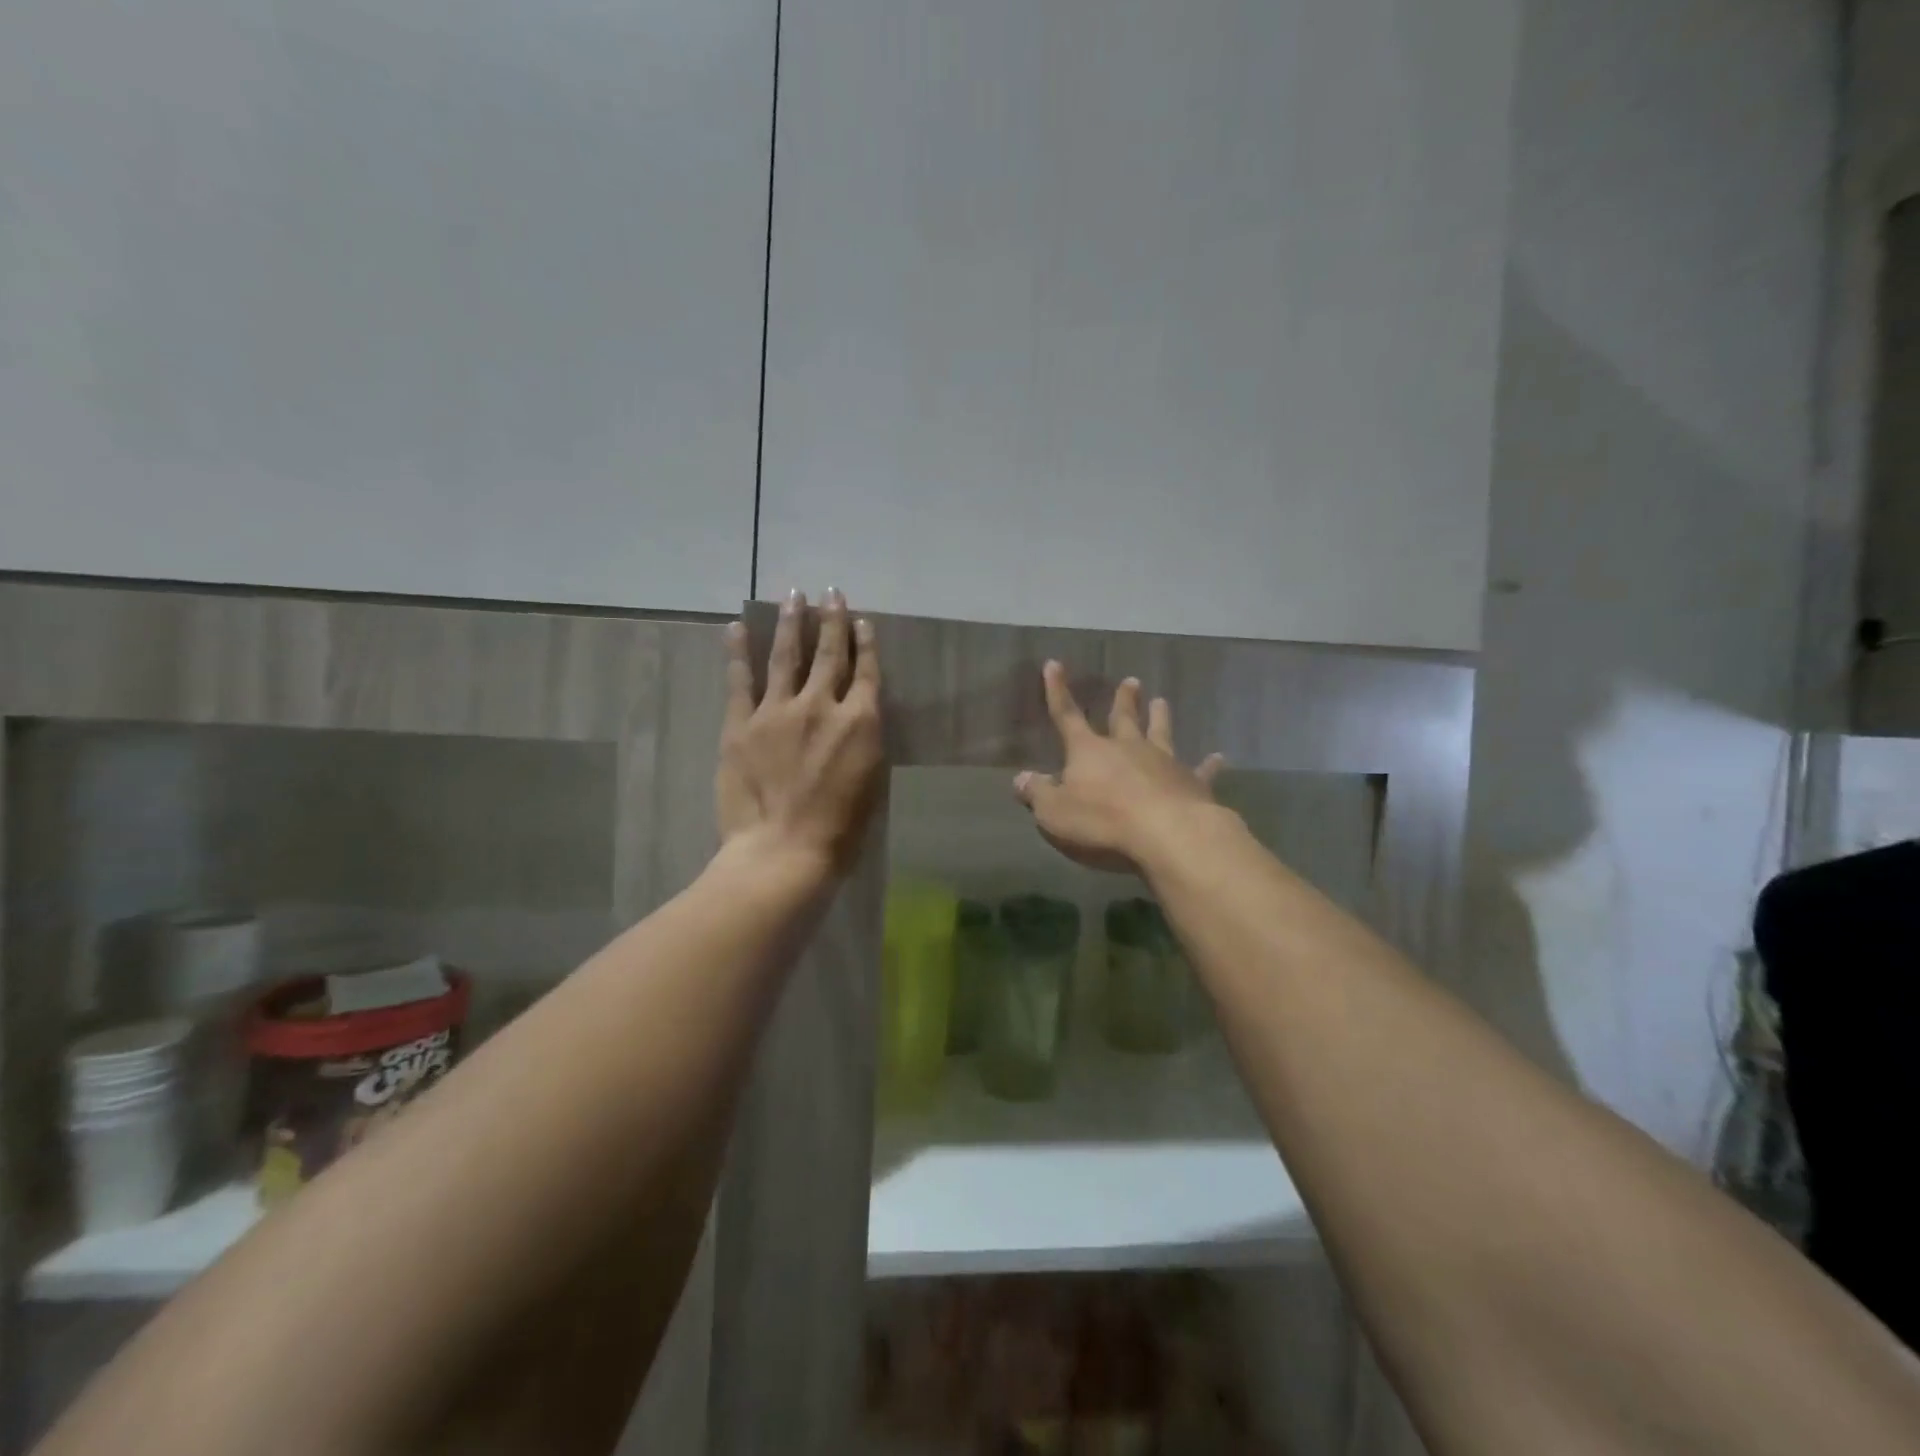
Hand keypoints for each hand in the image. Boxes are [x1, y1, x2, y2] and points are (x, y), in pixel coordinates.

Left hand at [717, 588, 885, 874]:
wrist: (783, 850)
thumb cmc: (839, 830)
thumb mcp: (871, 781)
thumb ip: (864, 740)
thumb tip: (857, 714)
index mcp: (860, 722)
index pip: (865, 671)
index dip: (864, 643)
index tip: (860, 620)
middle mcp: (822, 705)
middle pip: (829, 654)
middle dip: (832, 620)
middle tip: (831, 594)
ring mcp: (778, 711)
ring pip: (787, 657)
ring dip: (792, 624)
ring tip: (793, 596)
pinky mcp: (741, 724)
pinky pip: (740, 680)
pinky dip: (738, 652)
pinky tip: (737, 628)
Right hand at [1013, 662, 1224, 874]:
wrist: (1167, 834)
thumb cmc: (1103, 822)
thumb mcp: (1055, 812)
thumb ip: (1037, 794)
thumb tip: (1021, 779)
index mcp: (1089, 751)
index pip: (1066, 715)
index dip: (1057, 691)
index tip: (1054, 664)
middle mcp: (1127, 748)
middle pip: (1123, 719)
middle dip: (1123, 700)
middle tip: (1131, 681)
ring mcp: (1163, 763)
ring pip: (1161, 733)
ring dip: (1160, 718)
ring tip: (1162, 700)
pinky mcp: (1192, 783)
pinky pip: (1200, 771)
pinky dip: (1209, 765)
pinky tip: (1219, 757)